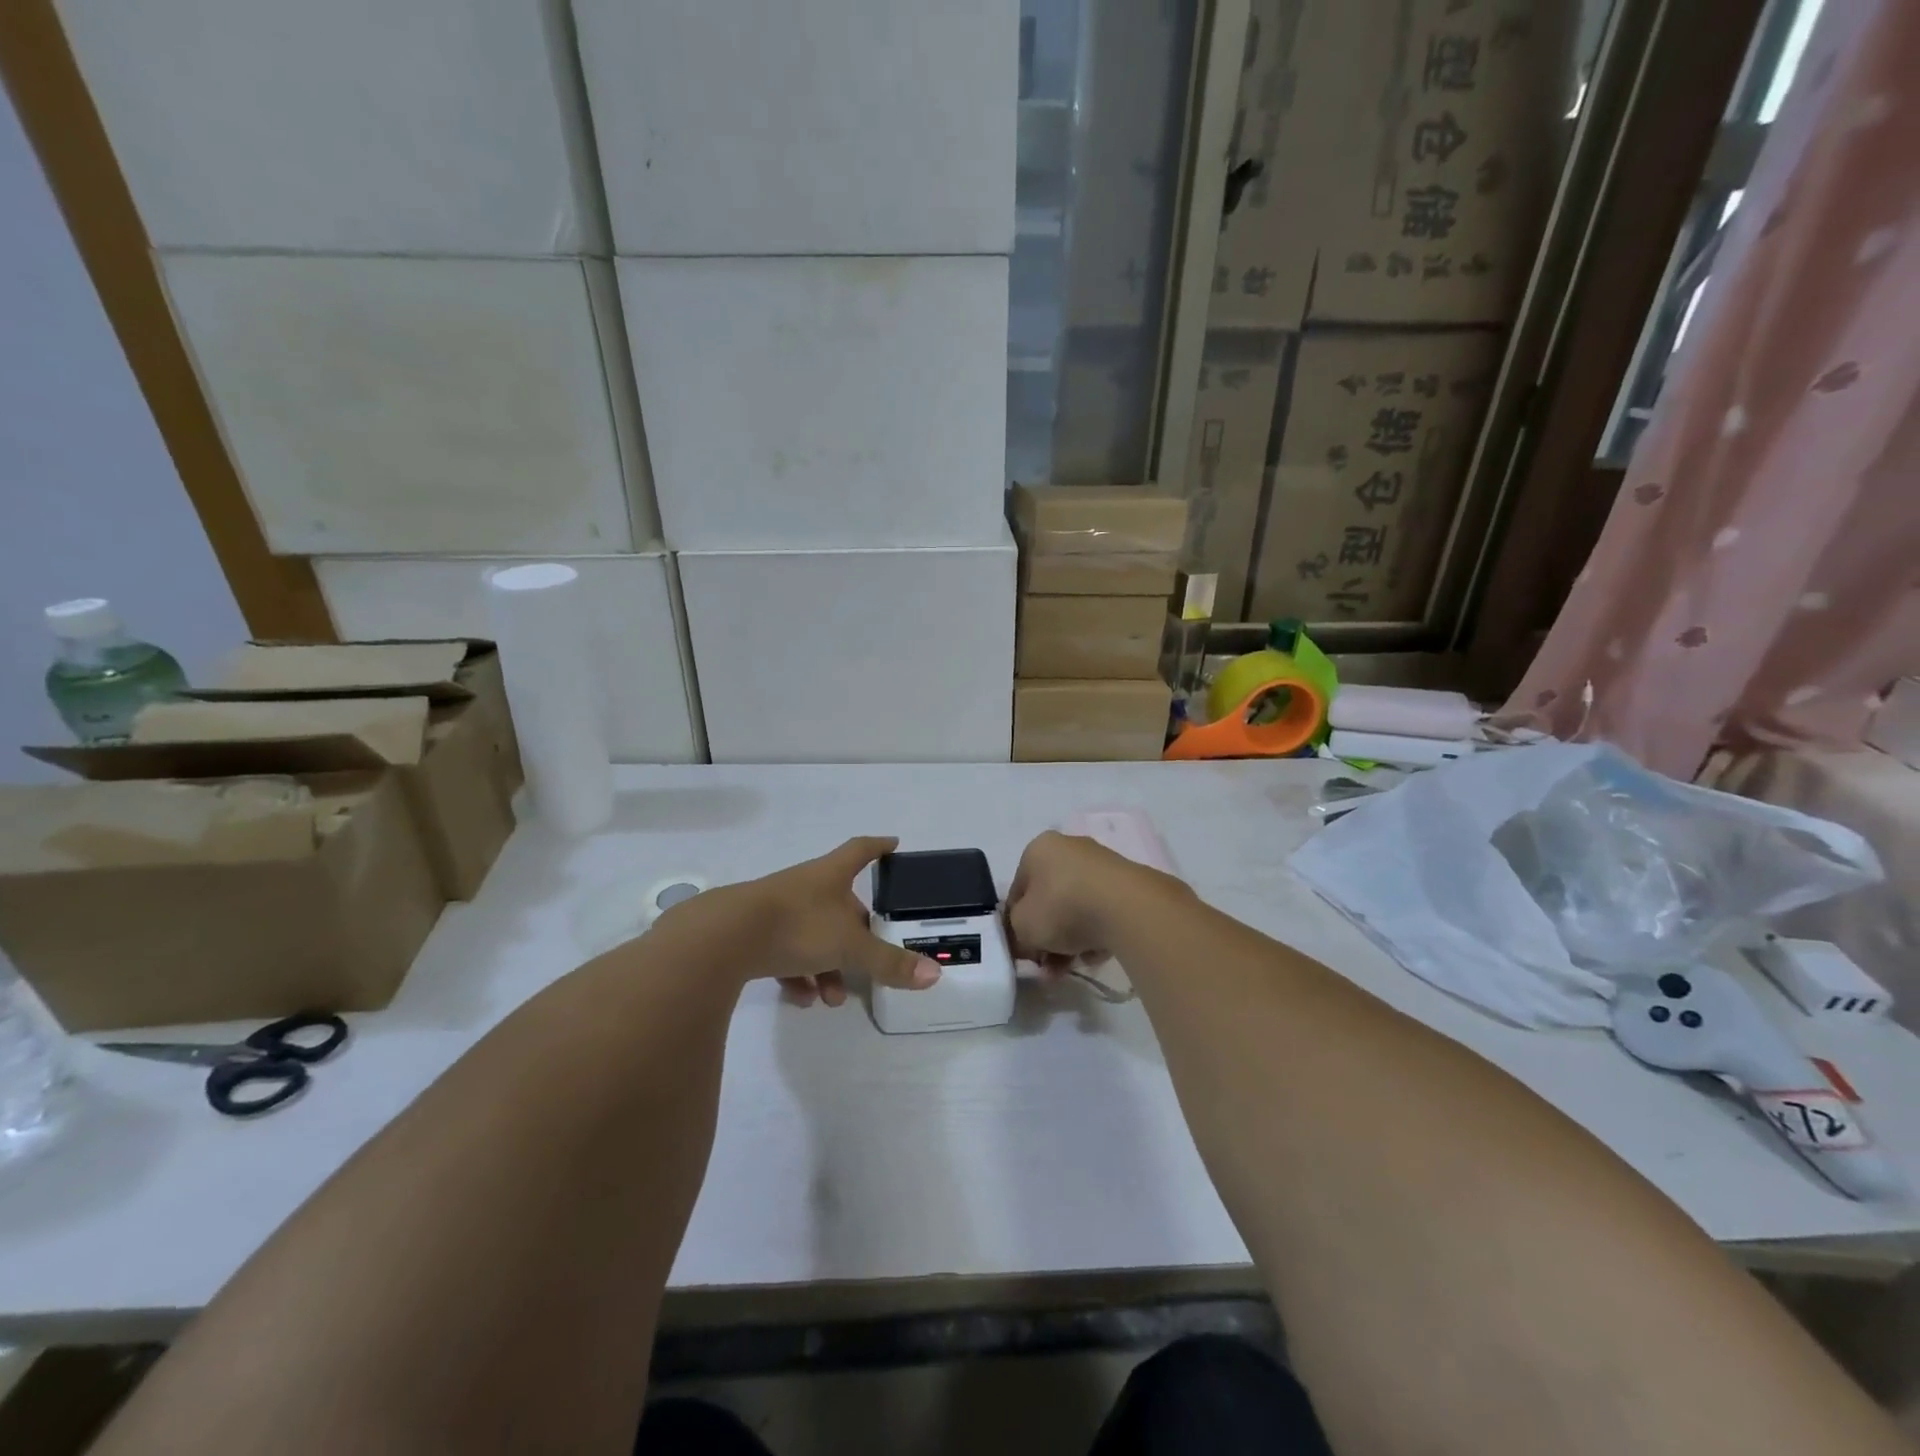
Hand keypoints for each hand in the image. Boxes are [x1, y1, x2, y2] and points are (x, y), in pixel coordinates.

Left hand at [717, 836, 941, 1007]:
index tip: (893, 843)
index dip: (878, 847)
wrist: (723, 938)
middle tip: (869, 962)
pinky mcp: (753, 934)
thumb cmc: (797, 926)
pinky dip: (798, 975)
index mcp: (831, 875)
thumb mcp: (850, 946)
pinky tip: (803, 999)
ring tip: (831, 998)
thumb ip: (889, 962)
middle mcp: (805, 886)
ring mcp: (777, 909)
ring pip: (813, 934)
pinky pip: (785, 953)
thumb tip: (934, 975)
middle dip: (856, 935)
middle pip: (840, 904)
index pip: (861, 850)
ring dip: (828, 965)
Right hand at [1004, 830, 1154, 973]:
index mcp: (1039, 849)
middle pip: (1049, 900)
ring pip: (1076, 908)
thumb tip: (1027, 942)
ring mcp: (1101, 864)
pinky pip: (1102, 912)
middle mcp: (1069, 848)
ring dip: (1071, 940)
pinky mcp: (1127, 883)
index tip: (1024, 952)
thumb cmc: (1063, 908)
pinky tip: (1097, 953)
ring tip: (1073, 966)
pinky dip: (1097, 932)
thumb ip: (1017, 933)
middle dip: (1047, 937)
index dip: (1016, 924)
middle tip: (1048, 966)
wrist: (1127, 908)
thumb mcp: (1023, 926)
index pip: (1019, 890)